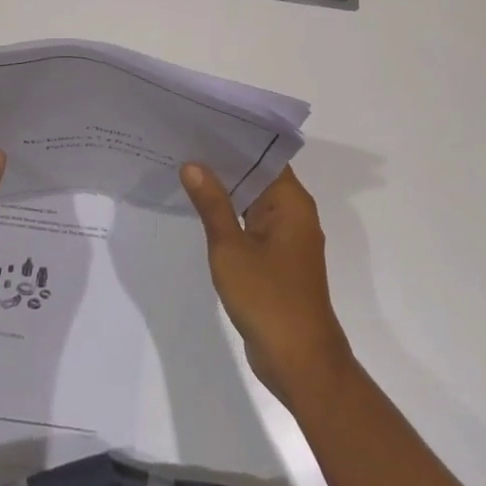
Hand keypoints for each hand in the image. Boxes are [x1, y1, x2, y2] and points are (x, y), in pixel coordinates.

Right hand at [180, 163, 353, 406]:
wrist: (300, 362)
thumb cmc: (268, 299)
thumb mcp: (231, 248)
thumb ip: (212, 205)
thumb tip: (193, 165)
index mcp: (291, 202)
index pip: (263, 155)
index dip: (233, 139)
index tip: (202, 123)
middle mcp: (293, 213)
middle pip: (257, 175)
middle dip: (224, 162)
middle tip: (184, 141)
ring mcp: (286, 237)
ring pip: (252, 200)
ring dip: (225, 189)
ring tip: (186, 167)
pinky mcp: (277, 259)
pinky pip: (251, 224)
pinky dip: (230, 215)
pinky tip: (200, 208)